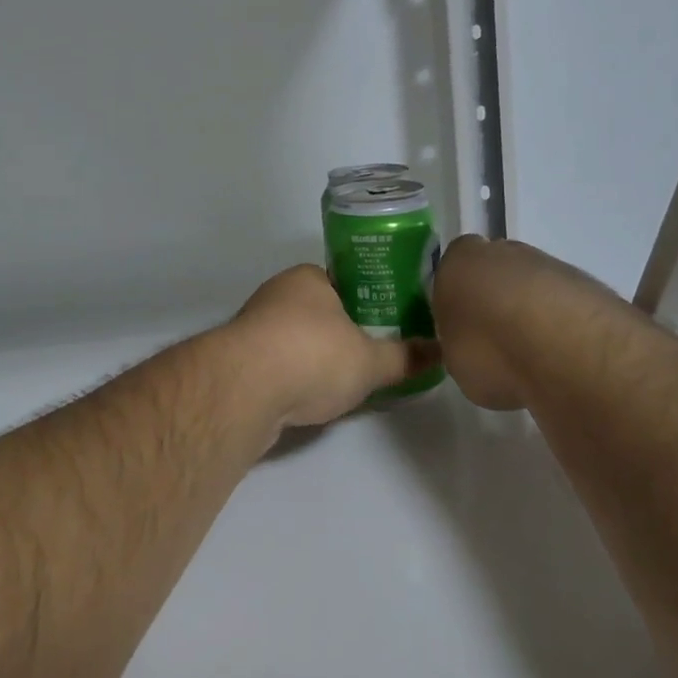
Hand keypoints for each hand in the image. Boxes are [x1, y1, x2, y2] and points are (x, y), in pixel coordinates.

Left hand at [223, 265, 430, 429]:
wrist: (244, 390)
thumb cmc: (312, 356)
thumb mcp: (370, 361)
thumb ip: (404, 357)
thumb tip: (441, 352)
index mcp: (308, 278)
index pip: (342, 282)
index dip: (365, 302)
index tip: (383, 327)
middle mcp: (277, 293)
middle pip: (317, 312)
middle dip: (339, 334)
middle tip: (368, 358)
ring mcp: (252, 326)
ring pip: (293, 339)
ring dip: (312, 358)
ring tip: (341, 384)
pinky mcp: (237, 360)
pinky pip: (275, 364)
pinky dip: (291, 378)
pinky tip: (306, 399)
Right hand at [432, 235, 627, 409]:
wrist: (563, 347)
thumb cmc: (489, 350)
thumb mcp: (454, 360)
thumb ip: (458, 343)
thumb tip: (469, 345)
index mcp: (458, 260)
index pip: (449, 271)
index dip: (455, 300)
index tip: (461, 330)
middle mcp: (500, 251)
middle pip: (492, 272)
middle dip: (493, 301)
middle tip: (496, 343)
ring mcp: (545, 262)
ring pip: (529, 285)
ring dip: (529, 311)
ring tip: (534, 356)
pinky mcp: (584, 281)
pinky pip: (560, 302)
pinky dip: (559, 322)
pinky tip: (562, 354)